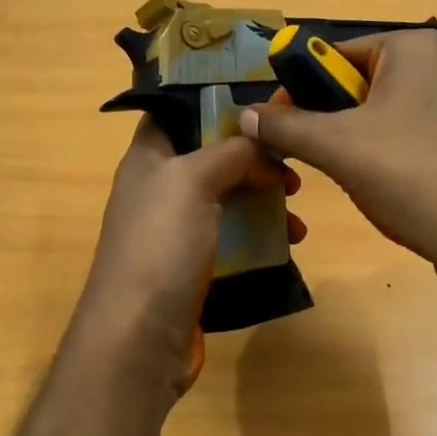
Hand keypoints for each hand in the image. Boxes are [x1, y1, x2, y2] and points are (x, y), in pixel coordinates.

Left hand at [76, 116, 302, 395]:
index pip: (176, 111)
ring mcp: (176, 230)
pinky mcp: (194, 266)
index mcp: (148, 157)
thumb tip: (266, 151)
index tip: (261, 98)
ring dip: (264, 197)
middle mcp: (159, 189)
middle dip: (253, 155)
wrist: (139, 337)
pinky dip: (261, 234)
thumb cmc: (161, 245)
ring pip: (228, 197)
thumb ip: (232, 153)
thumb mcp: (194, 180)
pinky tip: (290, 242)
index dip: (213, 100)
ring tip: (297, 205)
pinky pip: (233, 236)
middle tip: (291, 161)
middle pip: (211, 155)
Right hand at [239, 30, 436, 296]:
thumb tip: (244, 115)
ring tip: (359, 180)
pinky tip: (391, 191)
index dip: (299, 89)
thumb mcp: (337, 148)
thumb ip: (285, 127)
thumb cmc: (411, 177)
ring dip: (356, 146)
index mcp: (413, 47)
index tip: (278, 127)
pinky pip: (411, 138)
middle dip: (331, 123)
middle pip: (358, 85)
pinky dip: (389, 160)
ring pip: (383, 117)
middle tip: (321, 160)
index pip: (335, 53)